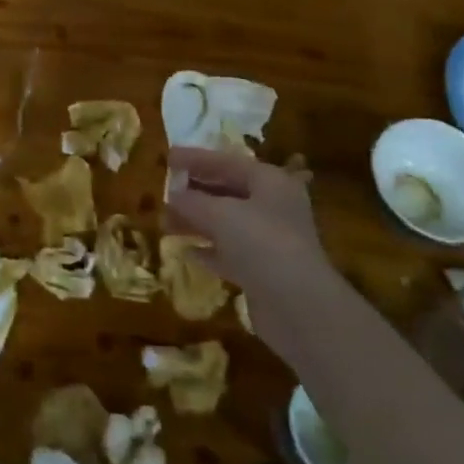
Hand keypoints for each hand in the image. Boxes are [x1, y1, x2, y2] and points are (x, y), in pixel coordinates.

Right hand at [163, 146, 328, 302]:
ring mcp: (270, 241)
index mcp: (270, 182)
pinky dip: (209, 250)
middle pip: (228, 191)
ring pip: (226, 223)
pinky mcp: (263, 272)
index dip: (196, 159)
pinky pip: (230, 253)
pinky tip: (186, 252)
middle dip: (194, 192)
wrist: (298, 306)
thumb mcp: (220, 214)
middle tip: (164, 193)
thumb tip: (173, 196)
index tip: (168, 157)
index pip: (227, 162)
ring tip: (165, 224)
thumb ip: (192, 201)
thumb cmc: (261, 243)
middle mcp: (273, 206)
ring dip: (196, 222)